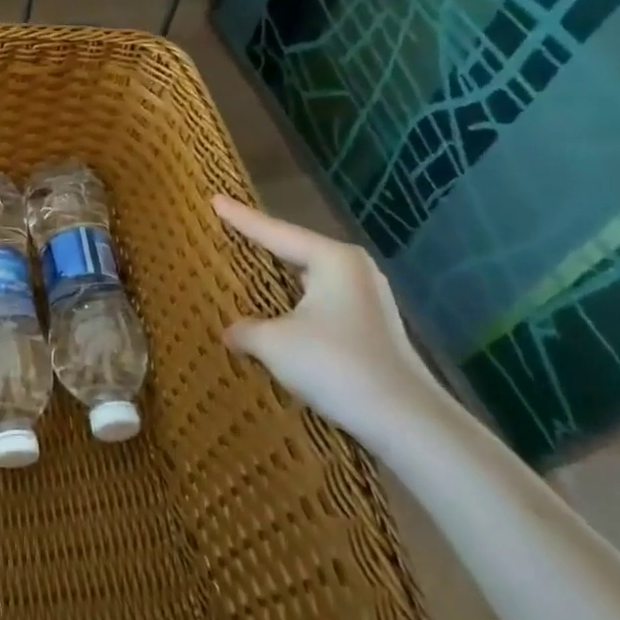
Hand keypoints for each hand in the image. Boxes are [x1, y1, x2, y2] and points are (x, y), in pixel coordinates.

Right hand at [213, 195, 452, 448]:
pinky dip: (295, 302)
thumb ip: (245, 330)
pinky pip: (320, 302)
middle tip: (230, 227)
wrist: (404, 420)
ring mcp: (366, 299)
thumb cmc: (335, 365)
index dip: (241, 218)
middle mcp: (354, 270)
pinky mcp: (370, 327)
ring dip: (280, 277)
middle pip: (296, 249)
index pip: (275, 232)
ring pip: (310, 278)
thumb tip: (231, 331)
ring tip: (250, 266)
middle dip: (263, 242)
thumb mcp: (275, 343)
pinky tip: (278, 311)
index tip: (215, 199)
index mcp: (333, 259)